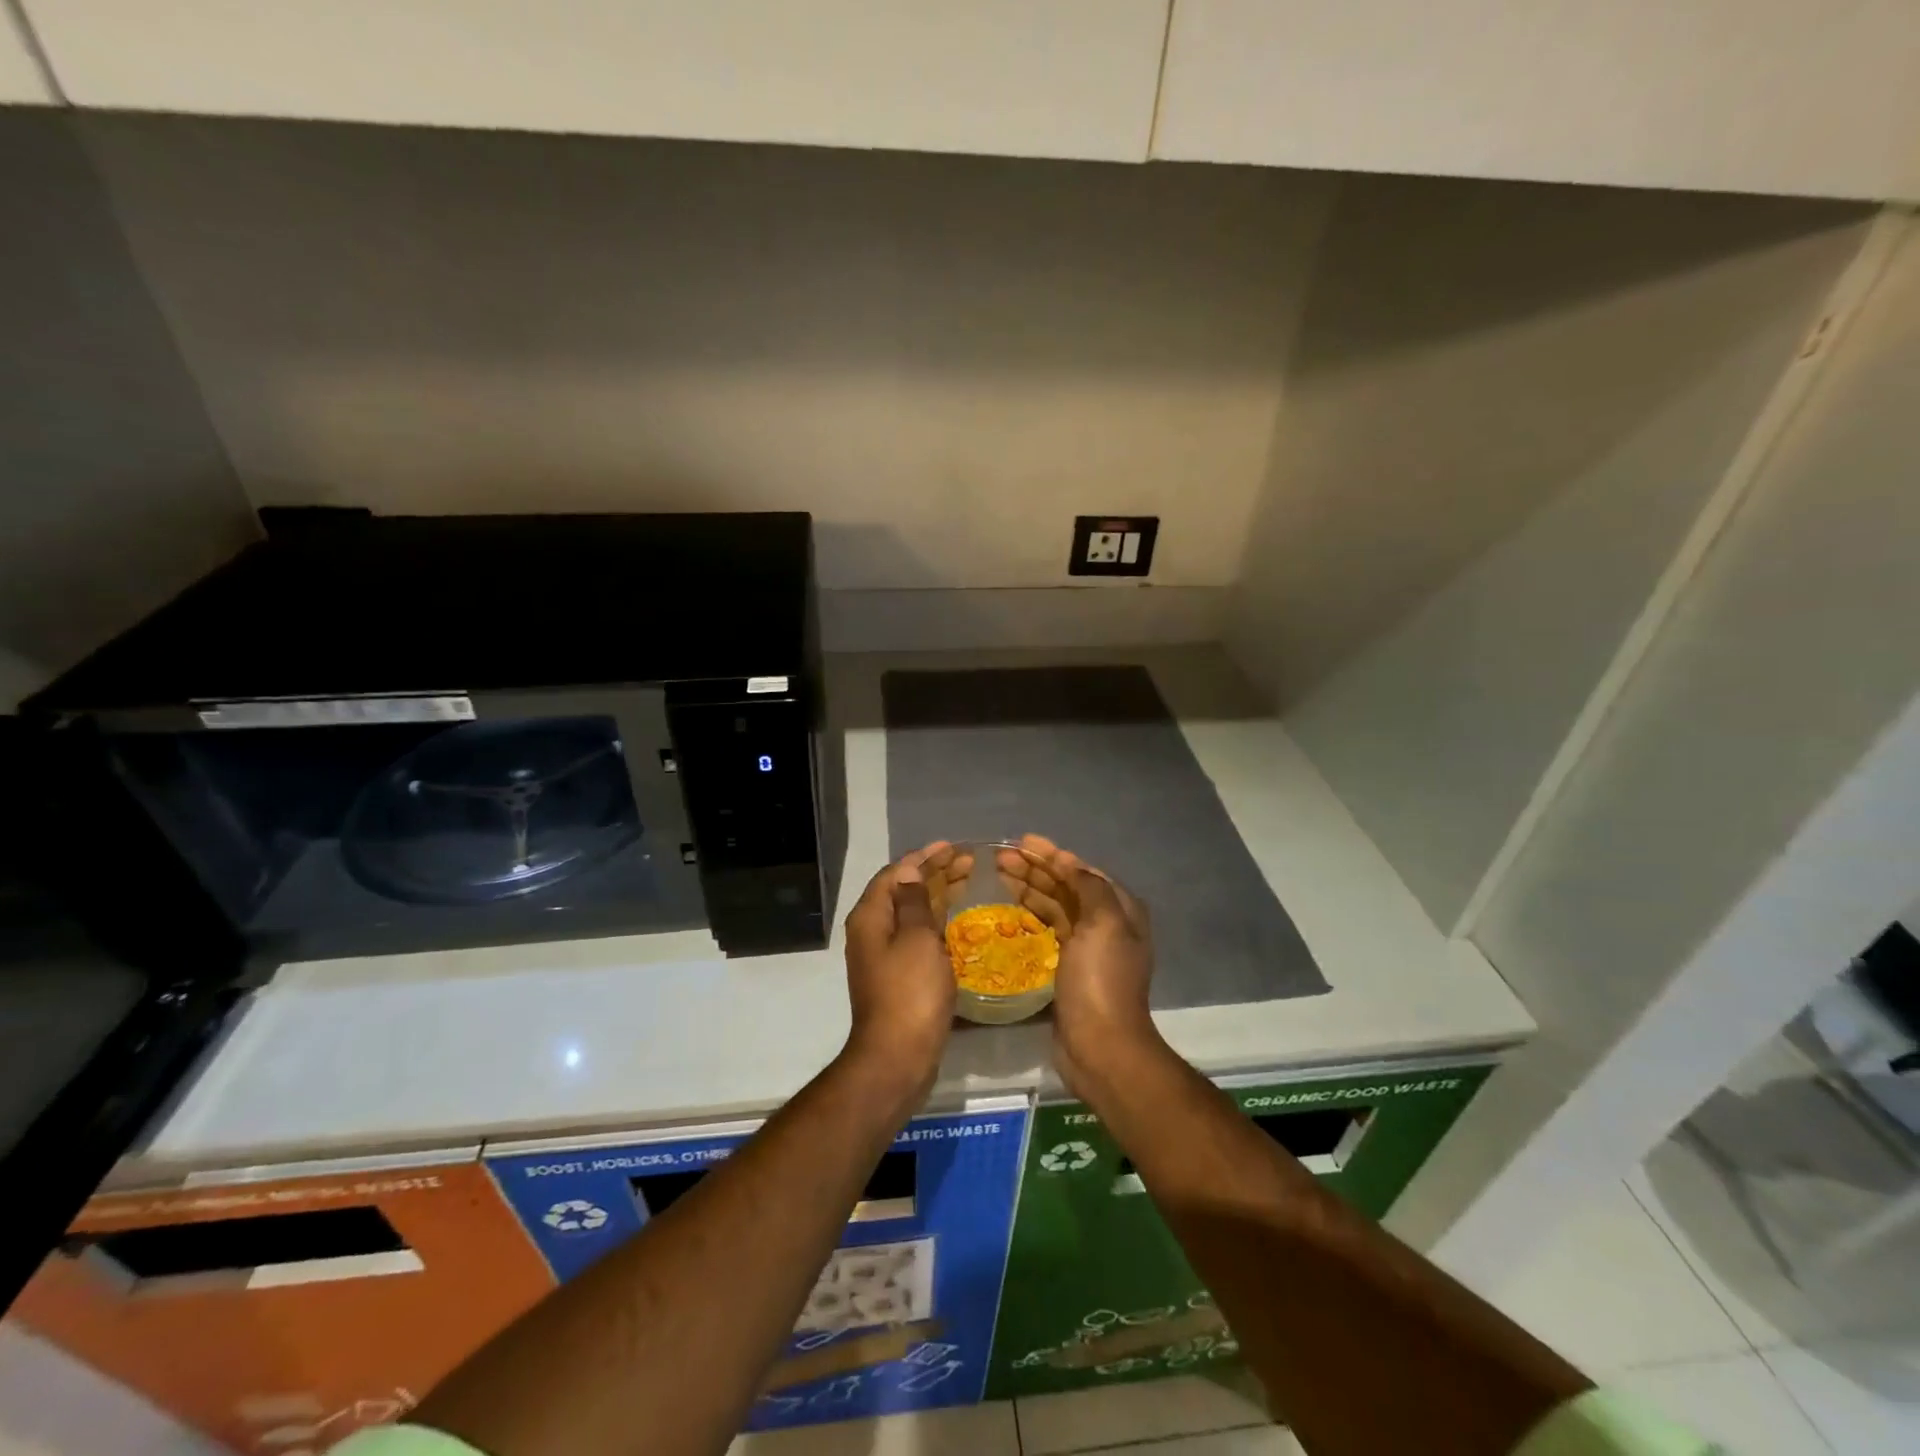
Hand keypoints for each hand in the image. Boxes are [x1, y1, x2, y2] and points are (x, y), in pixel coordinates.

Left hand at [841, 842, 966, 1097]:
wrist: (897, 1057)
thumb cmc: (910, 993)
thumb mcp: (917, 939)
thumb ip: (914, 901)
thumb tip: (909, 871)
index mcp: (871, 916)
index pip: (896, 873)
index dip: (924, 857)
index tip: (953, 847)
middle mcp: (872, 931)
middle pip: (903, 891)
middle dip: (934, 872)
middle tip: (968, 861)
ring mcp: (884, 955)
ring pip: (912, 913)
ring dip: (938, 894)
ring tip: (968, 880)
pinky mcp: (899, 975)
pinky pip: (918, 935)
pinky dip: (937, 920)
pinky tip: (957, 920)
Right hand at [995, 834, 1159, 1096]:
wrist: (1100, 1046)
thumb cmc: (1101, 980)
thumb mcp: (1104, 924)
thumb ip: (1090, 887)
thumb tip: (1070, 863)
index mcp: (1120, 909)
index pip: (1082, 871)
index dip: (1052, 854)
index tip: (1021, 842)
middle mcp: (1106, 924)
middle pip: (1066, 886)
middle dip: (1035, 869)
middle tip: (1000, 858)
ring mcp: (1086, 947)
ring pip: (1054, 906)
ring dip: (1029, 888)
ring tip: (998, 875)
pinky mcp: (1067, 967)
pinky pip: (1047, 930)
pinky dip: (1029, 915)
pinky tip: (1008, 909)